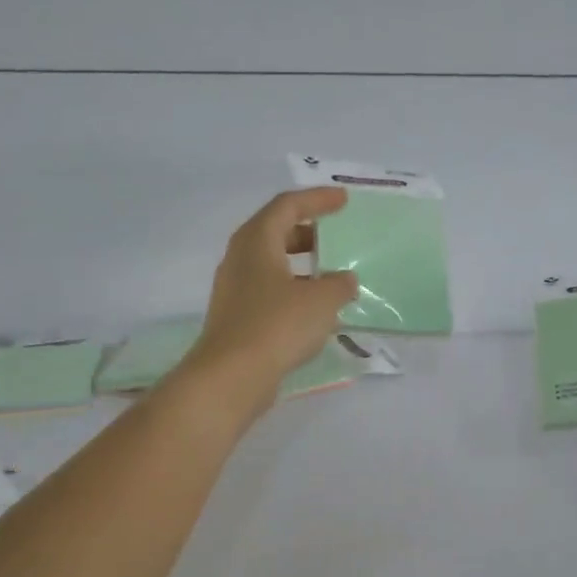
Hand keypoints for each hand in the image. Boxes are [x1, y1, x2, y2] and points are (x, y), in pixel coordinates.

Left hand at [179, 188, 358, 415]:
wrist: (232, 376)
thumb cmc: (277, 326)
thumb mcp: (322, 300)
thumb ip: (339, 284)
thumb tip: (344, 280)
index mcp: (257, 240)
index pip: (288, 205)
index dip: (317, 200)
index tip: (343, 200)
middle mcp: (241, 258)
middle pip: (276, 232)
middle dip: (308, 231)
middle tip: (336, 236)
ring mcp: (235, 289)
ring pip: (273, 264)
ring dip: (302, 265)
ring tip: (332, 276)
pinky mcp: (238, 316)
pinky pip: (270, 291)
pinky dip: (294, 290)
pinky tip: (316, 309)